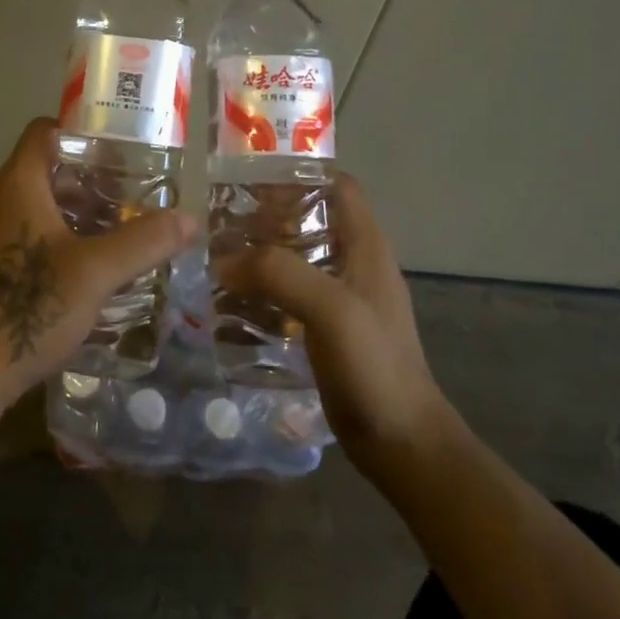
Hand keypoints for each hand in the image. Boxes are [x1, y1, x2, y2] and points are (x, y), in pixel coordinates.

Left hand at [0, 118, 197, 412]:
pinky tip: (79, 270)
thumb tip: (189, 219)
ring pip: (32, 204)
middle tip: (128, 196)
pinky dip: (50, 237)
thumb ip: (143, 242)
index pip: (45, 131)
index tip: (118, 150)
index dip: (81, 132)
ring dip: (70, 212)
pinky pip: (20, 233)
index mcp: (17, 183)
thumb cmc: (27, 308)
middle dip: (86, 179)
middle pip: (43, 168)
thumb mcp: (96, 273)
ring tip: (111, 231)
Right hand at [211, 175, 450, 480]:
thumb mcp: (330, 309)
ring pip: (297, 255)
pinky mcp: (328, 327)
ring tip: (217, 255)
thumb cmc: (374, 366)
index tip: (251, 180)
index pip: (336, 184)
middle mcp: (354, 261)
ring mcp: (342, 296)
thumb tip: (222, 261)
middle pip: (310, 217)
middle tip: (221, 220)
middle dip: (267, 213)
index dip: (298, 174)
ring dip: (261, 252)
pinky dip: (263, 287)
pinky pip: (291, 292)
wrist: (402, 444)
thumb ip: (279, 273)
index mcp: (365, 244)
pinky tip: (232, 299)